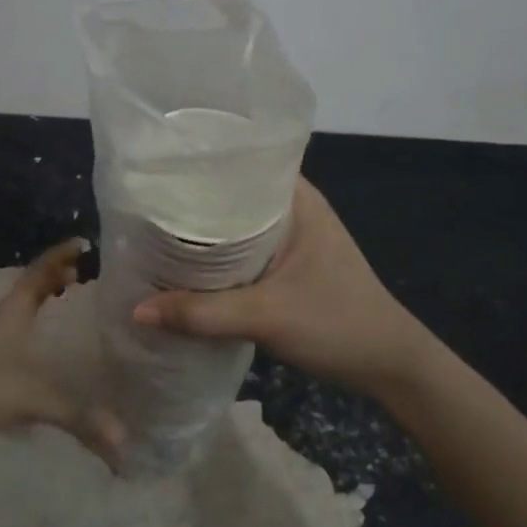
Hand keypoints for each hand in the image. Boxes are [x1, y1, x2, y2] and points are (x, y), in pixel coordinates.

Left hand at [0, 240, 123, 465]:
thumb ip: (76, 417)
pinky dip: (27, 336)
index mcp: (13, 313)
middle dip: (54, 281)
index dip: (59, 256)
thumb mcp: (30, 398)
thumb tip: (123, 442)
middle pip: (29, 291)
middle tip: (80, 278)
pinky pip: (8, 340)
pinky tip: (36, 359)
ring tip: (63, 313)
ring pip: (17, 315)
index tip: (81, 243)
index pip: (39, 273)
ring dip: (39, 308)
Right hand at [132, 178, 441, 399]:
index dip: (199, 163)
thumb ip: (201, 313)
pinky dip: (218, 255)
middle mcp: (294, 208)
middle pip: (233, 194)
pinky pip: (244, 248)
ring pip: (237, 224)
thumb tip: (137, 309)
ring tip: (156, 232)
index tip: (156, 170)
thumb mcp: (265, 316)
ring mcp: (293, 237)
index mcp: (296, 199)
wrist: (389, 365)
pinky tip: (188, 267)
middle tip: (145, 206)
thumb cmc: (336, 324)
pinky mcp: (289, 264)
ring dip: (205, 232)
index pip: (241, 161)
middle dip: (193, 201)